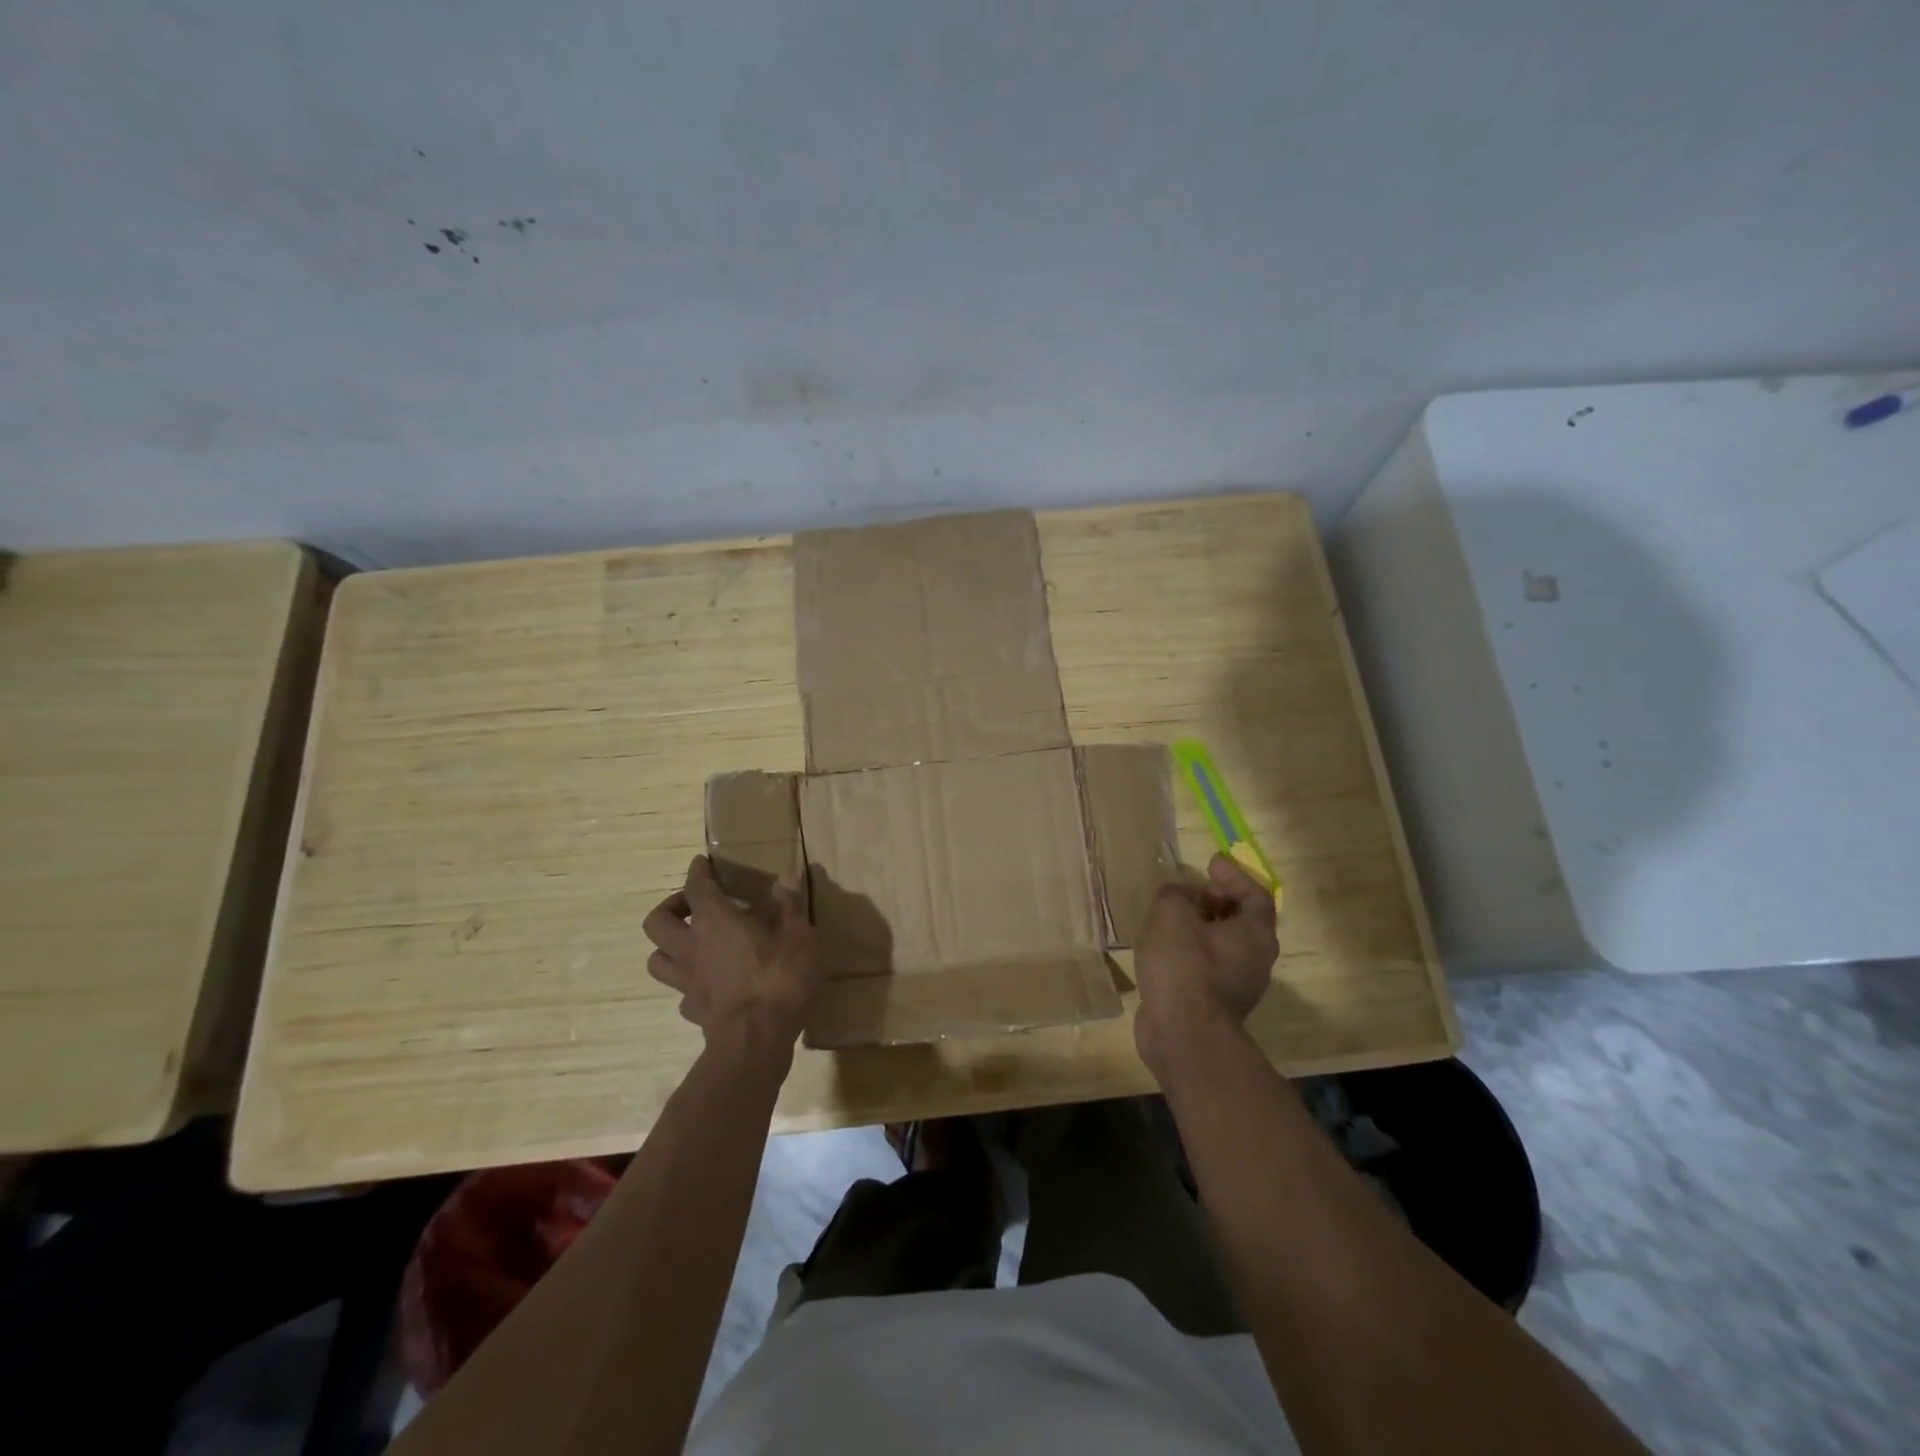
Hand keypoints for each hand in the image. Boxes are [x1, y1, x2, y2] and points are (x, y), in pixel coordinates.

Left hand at [643, 856, 819, 1062]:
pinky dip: (689, 984)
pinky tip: (708, 983)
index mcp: (715, 921)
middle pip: (656, 922)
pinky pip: (680, 992)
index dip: (697, 872)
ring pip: (656, 959)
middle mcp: (691, 947)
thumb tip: (785, 878)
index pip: (695, 887)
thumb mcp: (799, 936)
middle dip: (670, 908)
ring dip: (667, 947)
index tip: (701, 862)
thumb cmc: (779, 979)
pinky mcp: (693, 1011)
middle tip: (693, 906)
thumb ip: (790, 905)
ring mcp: (687, 982)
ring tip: (691, 943)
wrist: (756, 1041)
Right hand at [1133, 853, 1278, 1075]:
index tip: (1210, 863)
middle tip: (1190, 890)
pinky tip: (1163, 949)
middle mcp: (1255, 961)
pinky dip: (1189, 951)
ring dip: (1200, 928)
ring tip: (1170, 917)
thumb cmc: (1183, 964)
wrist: (1182, 1034)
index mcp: (1255, 934)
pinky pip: (1206, 968)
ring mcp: (1237, 987)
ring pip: (1223, 947)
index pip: (1256, 895)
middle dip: (1216, 901)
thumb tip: (1180, 892)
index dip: (1234, 875)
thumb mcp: (1172, 913)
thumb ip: (1175, 893)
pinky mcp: (1215, 1006)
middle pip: (1242, 921)